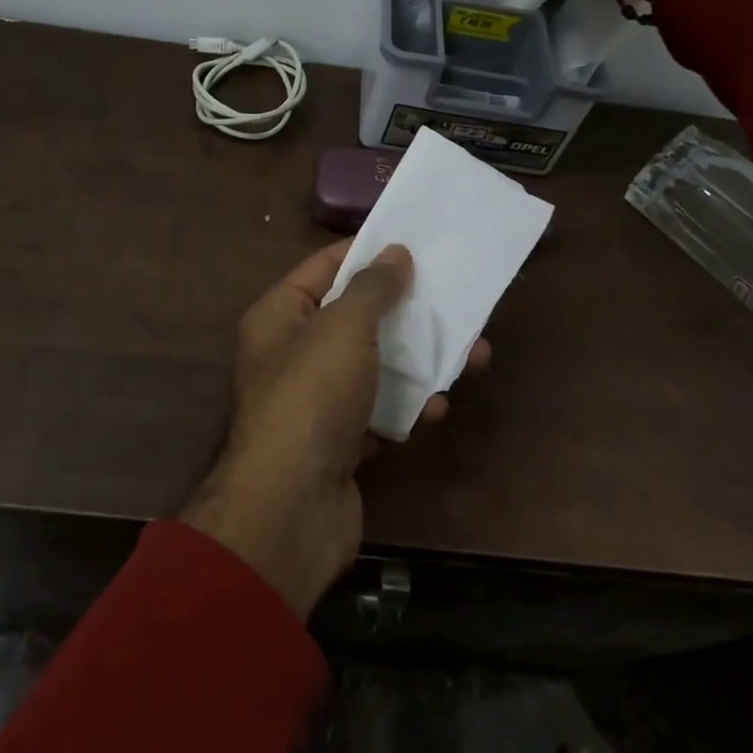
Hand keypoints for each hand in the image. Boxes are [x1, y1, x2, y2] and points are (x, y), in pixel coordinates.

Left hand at [181, 240, 490, 617]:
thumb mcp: (343, 328)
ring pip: (375, 366)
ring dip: (419, 361)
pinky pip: (380, 411)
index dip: (367, 253)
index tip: (414, 244)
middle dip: (407, 312)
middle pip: (356, 318)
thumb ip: (371, 288)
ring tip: (473, 355)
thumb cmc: (311, 398)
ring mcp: (316, 400)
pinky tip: (437, 407)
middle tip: (456, 301)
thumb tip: (395, 253)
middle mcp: (293, 353)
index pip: (323, 267)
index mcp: (279, 316)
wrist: (291, 508)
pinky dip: (407, 407)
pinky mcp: (339, 441)